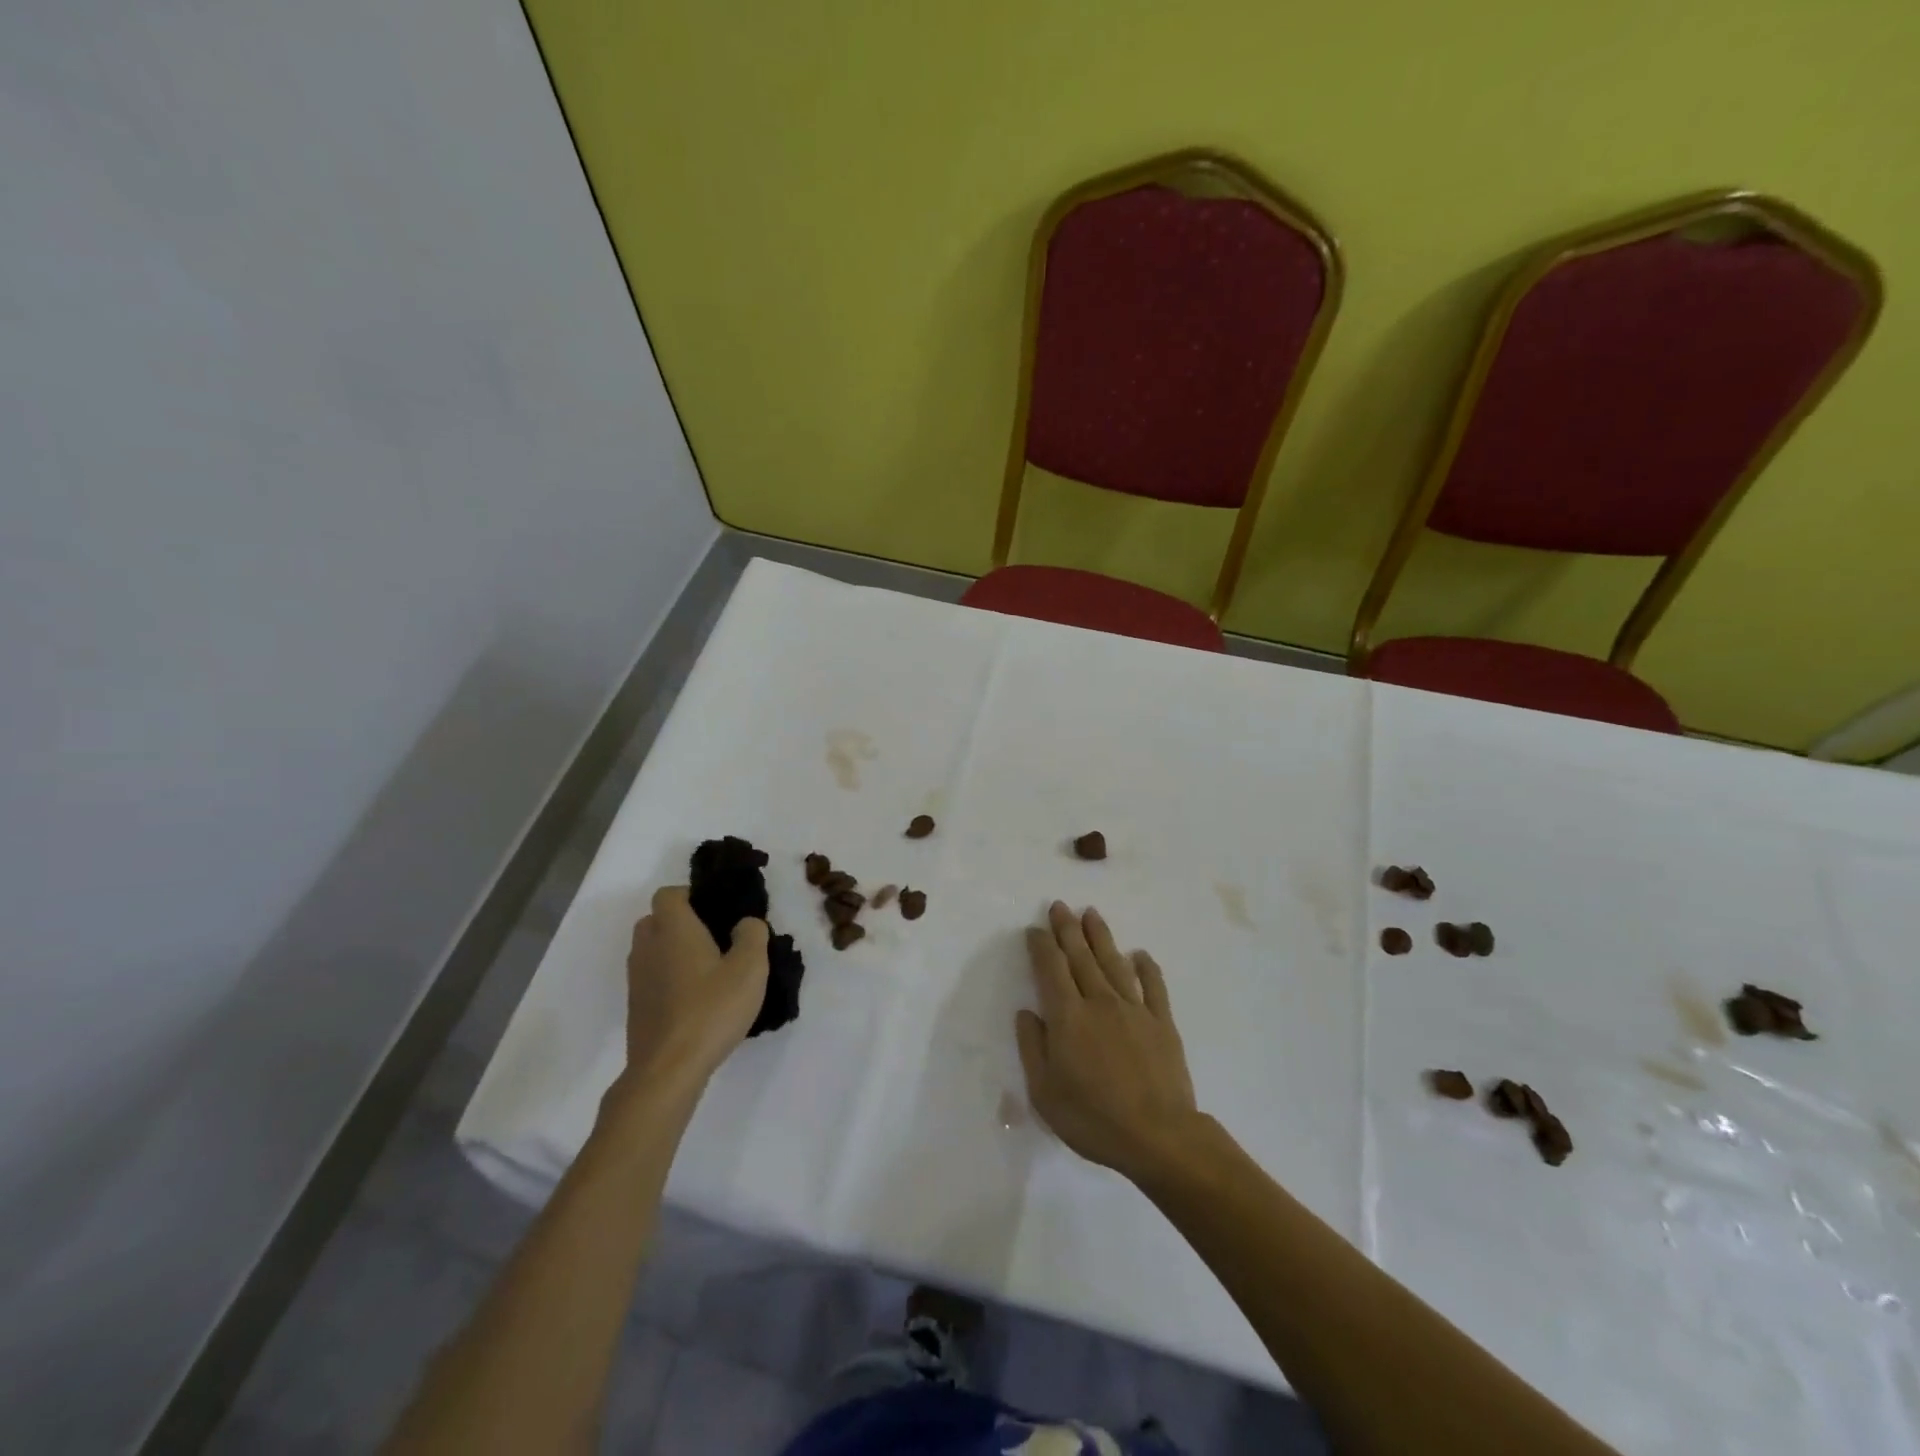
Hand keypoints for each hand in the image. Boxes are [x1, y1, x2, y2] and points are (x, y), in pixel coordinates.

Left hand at [620, 885, 768, 1095]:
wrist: (668, 1069)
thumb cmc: (711, 1009)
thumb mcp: (750, 968)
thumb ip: (752, 935)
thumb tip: (745, 923)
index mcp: (673, 929)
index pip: (668, 894)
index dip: (690, 894)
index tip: (716, 909)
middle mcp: (648, 948)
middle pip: (655, 920)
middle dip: (680, 922)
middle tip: (714, 936)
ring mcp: (637, 979)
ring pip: (651, 950)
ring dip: (673, 951)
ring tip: (708, 970)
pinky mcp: (636, 1007)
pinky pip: (651, 977)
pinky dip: (668, 978)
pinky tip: (696, 999)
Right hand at [1015, 901, 1201, 1184]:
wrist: (1158, 1137)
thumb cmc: (1093, 1119)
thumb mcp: (1045, 1093)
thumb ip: (1032, 1048)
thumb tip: (1026, 1012)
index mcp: (1068, 1017)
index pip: (1051, 970)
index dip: (1041, 946)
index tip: (1035, 929)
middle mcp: (1099, 1002)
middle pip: (1080, 957)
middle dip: (1067, 929)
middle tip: (1059, 905)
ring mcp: (1134, 1009)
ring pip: (1114, 963)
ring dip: (1101, 936)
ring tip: (1091, 914)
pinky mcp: (1162, 1022)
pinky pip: (1153, 986)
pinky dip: (1146, 967)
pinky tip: (1140, 954)